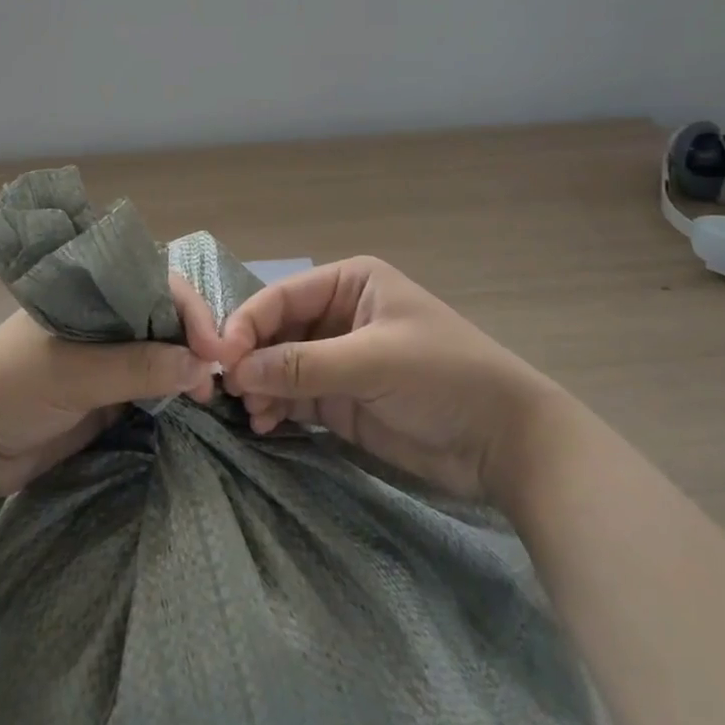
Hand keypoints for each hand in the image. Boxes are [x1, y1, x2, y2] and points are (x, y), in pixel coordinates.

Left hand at [0, 273, 224, 499]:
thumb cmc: (11, 388)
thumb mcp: (73, 373)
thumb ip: (137, 367)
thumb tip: (203, 366)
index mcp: (89, 293)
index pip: (152, 283)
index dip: (187, 307)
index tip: (212, 345)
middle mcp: (103, 318)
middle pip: (163, 315)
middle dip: (194, 337)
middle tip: (218, 373)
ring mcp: (106, 357)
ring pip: (161, 350)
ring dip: (187, 367)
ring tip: (208, 394)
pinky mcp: (107, 394)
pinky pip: (151, 385)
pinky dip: (174, 391)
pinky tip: (194, 402)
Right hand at [215, 256, 548, 500]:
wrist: (504, 441)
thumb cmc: (442, 377)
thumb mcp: (373, 362)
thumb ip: (304, 365)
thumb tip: (238, 370)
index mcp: (350, 283)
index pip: (282, 296)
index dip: (248, 323)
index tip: (220, 357)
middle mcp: (339, 315)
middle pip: (278, 331)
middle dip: (253, 358)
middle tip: (228, 392)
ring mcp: (340, 359)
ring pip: (282, 366)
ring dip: (262, 387)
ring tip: (251, 415)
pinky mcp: (344, 400)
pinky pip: (297, 398)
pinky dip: (277, 409)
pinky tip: (265, 425)